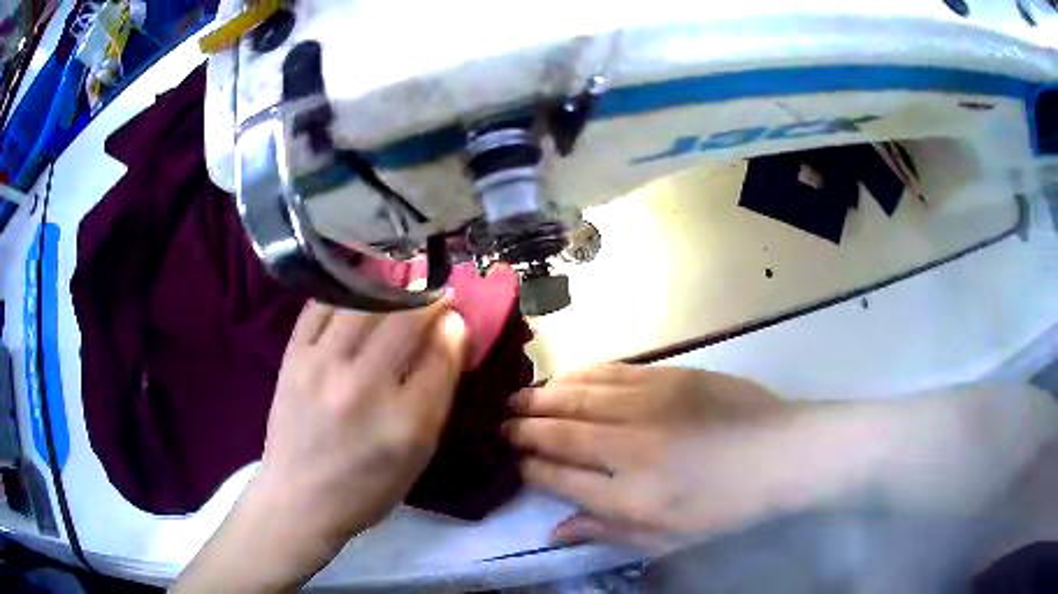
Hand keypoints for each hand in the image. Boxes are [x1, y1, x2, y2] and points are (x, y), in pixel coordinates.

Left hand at [174, 300, 466, 591]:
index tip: (457, 317)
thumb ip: (438, 395)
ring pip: (364, 302)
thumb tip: (450, 334)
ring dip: (391, 286)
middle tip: (437, 294)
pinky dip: (345, 290)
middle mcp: (362, 387)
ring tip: (402, 285)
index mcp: (403, 423)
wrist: (299, 497)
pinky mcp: (293, 357)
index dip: (455, 327)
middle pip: (405, 320)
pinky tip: (359, 291)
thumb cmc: (368, 487)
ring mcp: (321, 367)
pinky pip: (321, 305)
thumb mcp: (418, 455)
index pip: (440, 354)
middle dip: (429, 299)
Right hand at [506, 364, 817, 548]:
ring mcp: (647, 404)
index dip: (527, 467)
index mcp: (628, 494)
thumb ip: (608, 532)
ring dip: (540, 398)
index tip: (509, 460)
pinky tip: (561, 378)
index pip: (557, 476)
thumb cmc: (726, 506)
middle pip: (557, 432)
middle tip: (496, 424)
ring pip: (576, 396)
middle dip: (520, 428)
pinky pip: (609, 372)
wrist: (780, 453)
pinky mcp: (666, 376)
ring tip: (515, 399)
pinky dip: (577, 375)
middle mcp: (628, 445)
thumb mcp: (668, 538)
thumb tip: (556, 531)